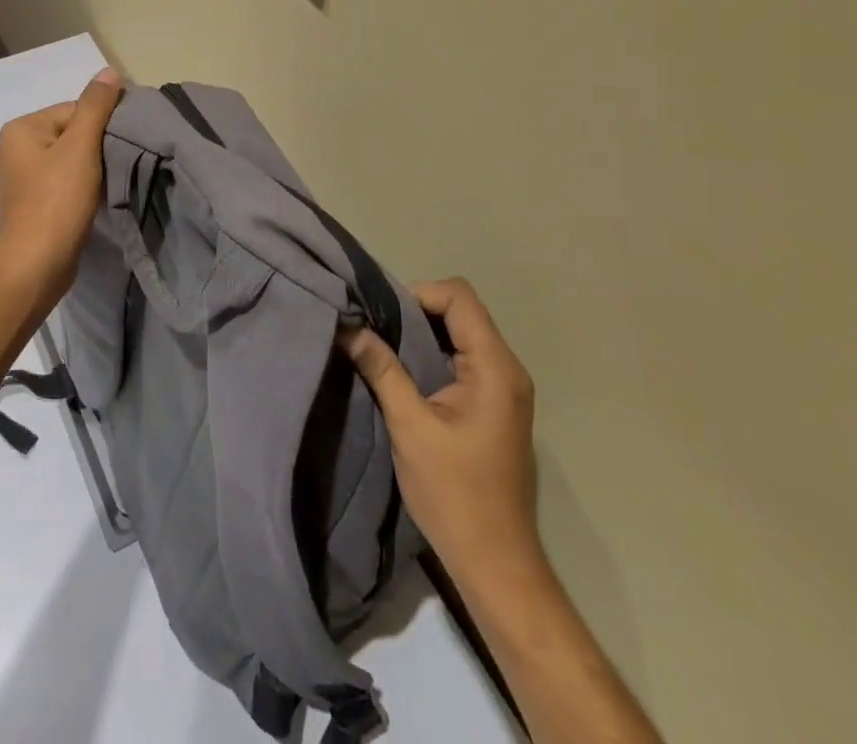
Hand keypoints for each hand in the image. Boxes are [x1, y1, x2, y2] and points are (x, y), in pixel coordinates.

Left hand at [0, 67, 124, 309]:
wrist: (35, 266)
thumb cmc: (56, 200)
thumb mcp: (81, 147)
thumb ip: (96, 106)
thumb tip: (109, 71)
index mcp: (20, 129)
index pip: (72, 110)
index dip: (101, 124)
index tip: (122, 143)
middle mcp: (12, 149)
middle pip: (69, 134)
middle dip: (94, 147)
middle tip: (117, 164)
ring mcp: (18, 180)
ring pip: (66, 160)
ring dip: (89, 169)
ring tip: (107, 183)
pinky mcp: (28, 205)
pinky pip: (60, 183)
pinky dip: (78, 188)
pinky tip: (92, 200)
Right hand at [341, 278, 544, 580]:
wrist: (496, 563)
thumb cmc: (454, 494)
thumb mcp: (409, 427)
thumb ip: (381, 370)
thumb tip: (348, 327)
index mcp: (495, 367)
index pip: (459, 297)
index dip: (418, 294)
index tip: (382, 315)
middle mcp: (508, 369)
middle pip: (462, 311)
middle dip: (416, 311)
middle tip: (377, 329)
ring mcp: (505, 388)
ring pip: (462, 333)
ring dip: (423, 333)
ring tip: (385, 347)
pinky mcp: (496, 405)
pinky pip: (465, 358)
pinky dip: (434, 354)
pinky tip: (406, 373)